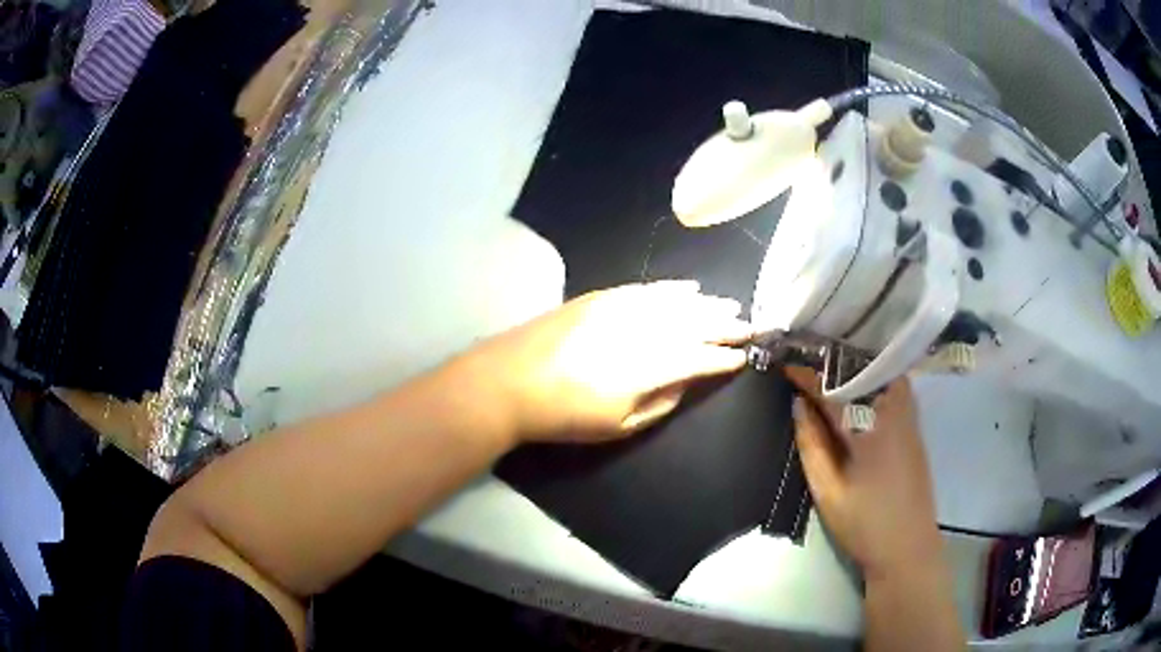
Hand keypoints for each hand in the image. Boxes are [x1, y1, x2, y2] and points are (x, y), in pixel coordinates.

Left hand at [468, 281, 752, 443]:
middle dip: (727, 324)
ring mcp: (622, 307)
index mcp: (650, 366)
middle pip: (696, 323)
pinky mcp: (602, 297)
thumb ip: (662, 401)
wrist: (510, 381)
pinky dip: (672, 288)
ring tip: (731, 304)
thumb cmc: (565, 414)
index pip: (701, 357)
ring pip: (676, 302)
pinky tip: (690, 287)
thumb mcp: (620, 424)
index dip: (726, 357)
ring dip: (707, 303)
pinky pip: (647, 288)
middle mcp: (643, 329)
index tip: (746, 355)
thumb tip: (688, 379)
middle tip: (752, 323)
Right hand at [784, 367, 942, 580]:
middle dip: (836, 360)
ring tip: (829, 369)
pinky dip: (873, 380)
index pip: (835, 390)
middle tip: (808, 358)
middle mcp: (895, 412)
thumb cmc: (864, 525)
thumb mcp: (828, 492)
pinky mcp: (915, 428)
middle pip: (866, 369)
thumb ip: (812, 445)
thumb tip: (798, 405)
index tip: (785, 363)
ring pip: (884, 375)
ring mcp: (909, 418)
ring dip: (856, 368)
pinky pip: (894, 389)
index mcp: (871, 428)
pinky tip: (858, 389)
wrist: (908, 549)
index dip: (809, 375)